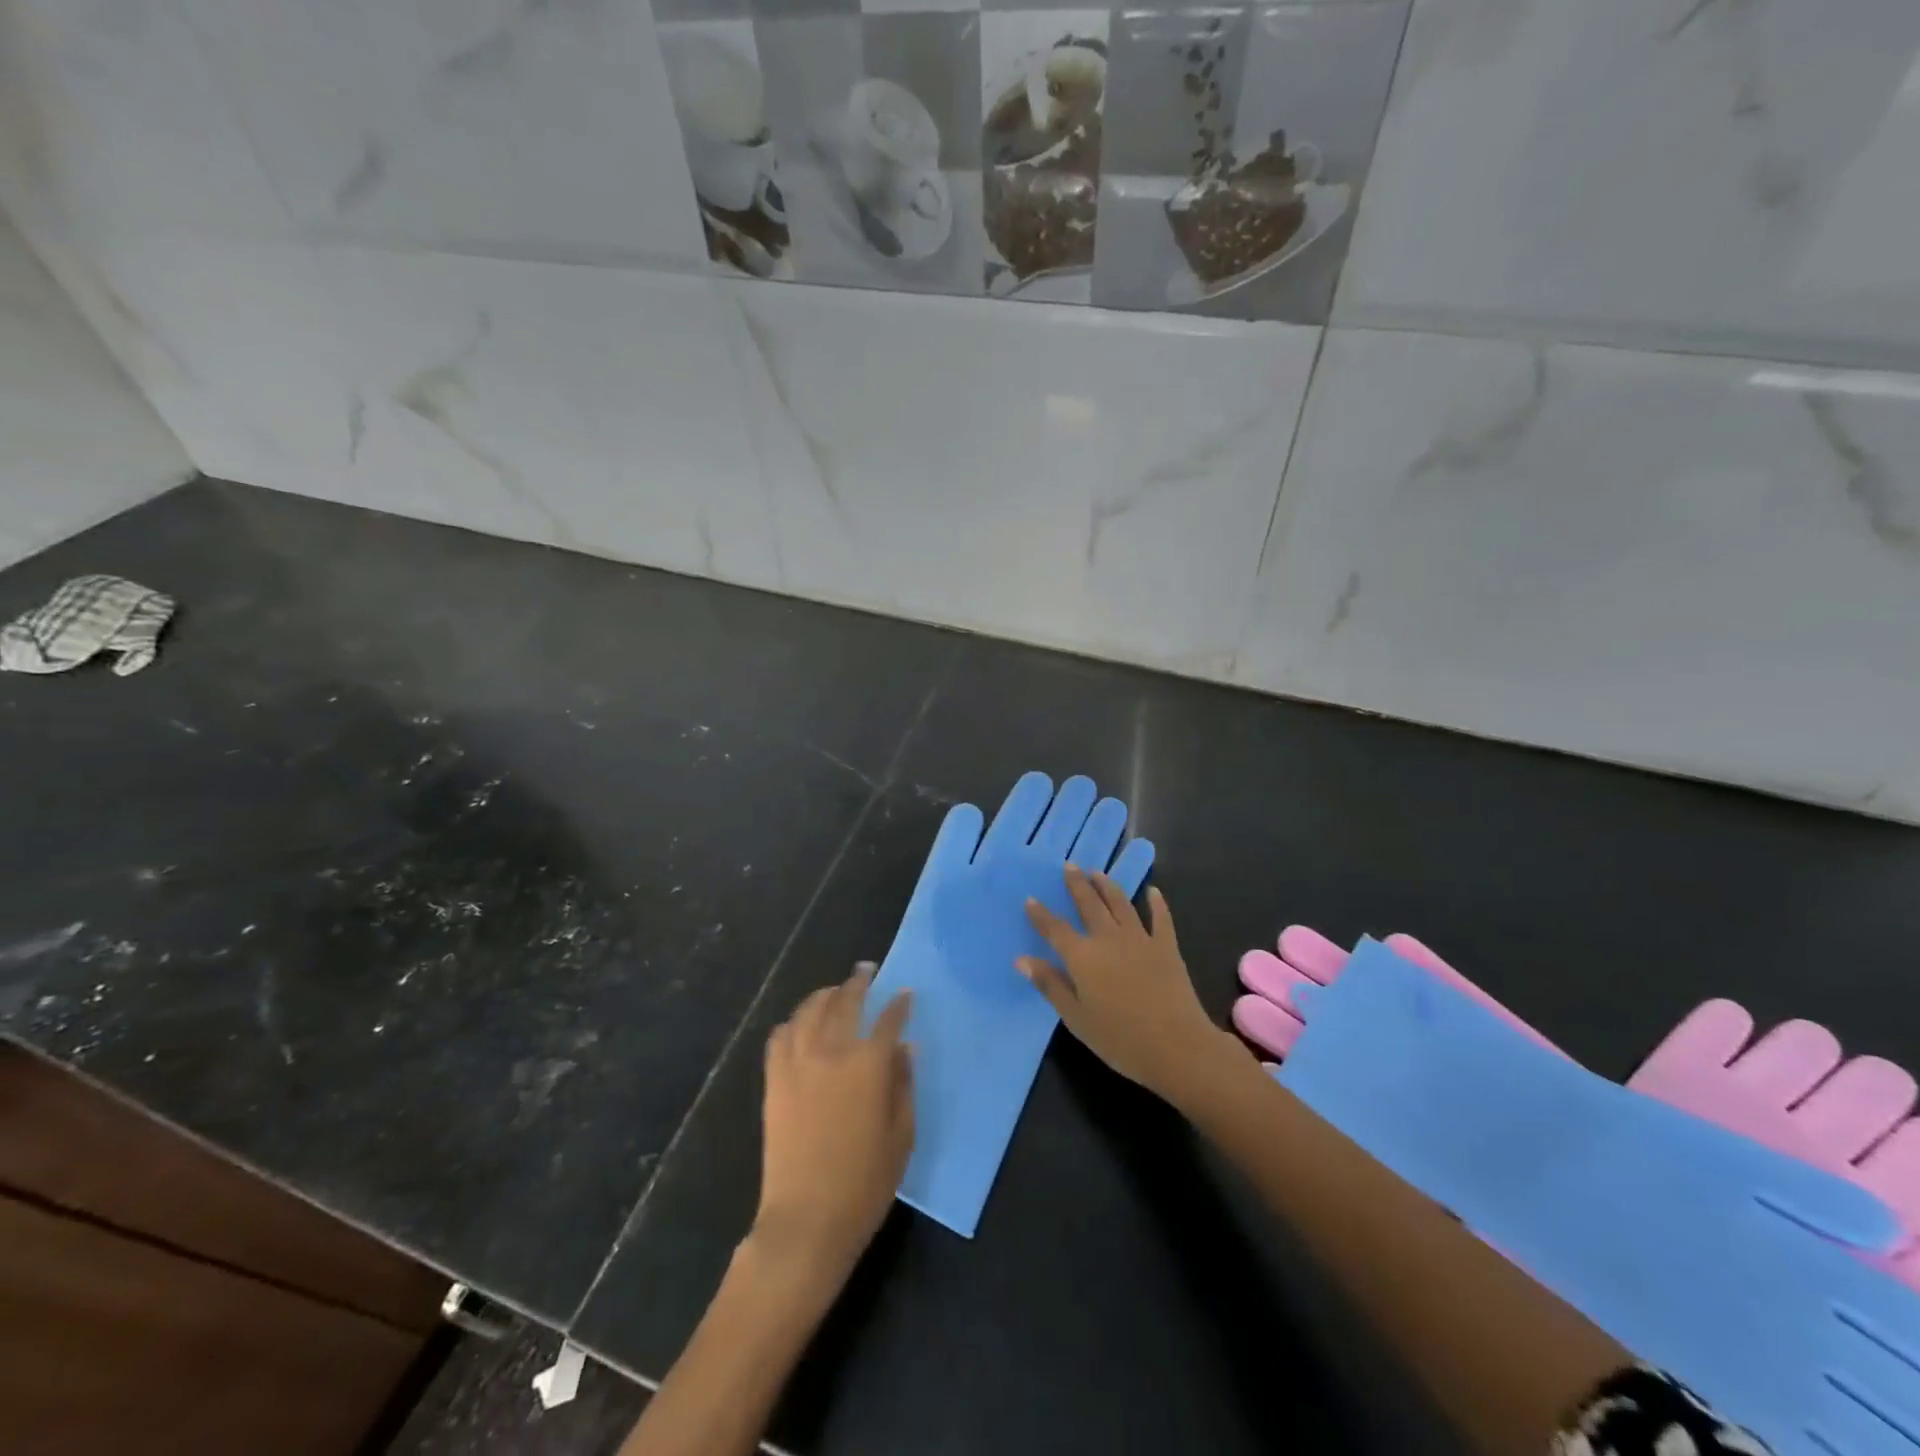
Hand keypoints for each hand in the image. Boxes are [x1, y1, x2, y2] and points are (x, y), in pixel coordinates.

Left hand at [752, 964, 913, 1276]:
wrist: (806, 1221)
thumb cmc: (865, 1184)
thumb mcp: (901, 1136)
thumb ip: (904, 1085)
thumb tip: (905, 1048)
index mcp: (868, 1065)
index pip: (888, 1021)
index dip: (899, 1004)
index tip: (905, 994)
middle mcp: (831, 1052)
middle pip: (845, 1002)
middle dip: (858, 982)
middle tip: (866, 970)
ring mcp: (798, 1064)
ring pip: (809, 1011)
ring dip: (824, 995)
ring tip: (834, 991)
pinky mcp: (774, 1081)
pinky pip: (780, 1037)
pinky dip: (792, 1022)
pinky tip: (800, 1023)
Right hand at [1020, 868, 1246, 1104]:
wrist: (1176, 1046)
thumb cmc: (1120, 1039)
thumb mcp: (1076, 1018)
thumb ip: (1050, 985)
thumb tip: (1022, 959)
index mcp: (1082, 957)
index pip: (1055, 929)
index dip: (1041, 914)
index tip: (1030, 899)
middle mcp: (1108, 938)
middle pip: (1089, 904)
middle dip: (1077, 884)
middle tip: (1069, 865)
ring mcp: (1140, 939)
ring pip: (1120, 903)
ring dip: (1107, 886)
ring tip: (1098, 872)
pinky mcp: (1166, 946)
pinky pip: (1161, 918)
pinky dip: (1156, 903)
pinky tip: (1153, 891)